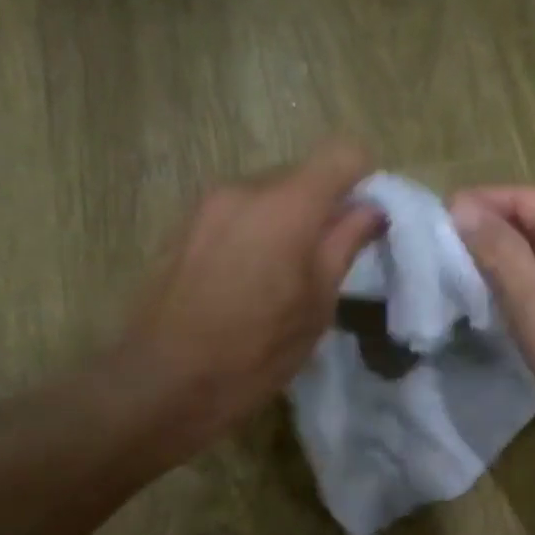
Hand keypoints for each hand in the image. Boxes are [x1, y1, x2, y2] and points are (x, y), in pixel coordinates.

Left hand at [117, 142, 383, 458]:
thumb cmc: (254, 352)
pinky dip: (254, 232)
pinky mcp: (183, 225)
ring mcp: (207, 204)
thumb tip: (371, 210)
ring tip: (282, 278)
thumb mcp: (316, 306)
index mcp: (287, 205)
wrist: (163, 381)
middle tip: (326, 262)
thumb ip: (344, 245)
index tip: (364, 223)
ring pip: (266, 195)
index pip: (342, 153)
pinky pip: (236, 213)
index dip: (363, 180)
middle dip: (322, 207)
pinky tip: (246, 281)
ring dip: (286, 221)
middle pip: (301, 174)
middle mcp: (244, 188)